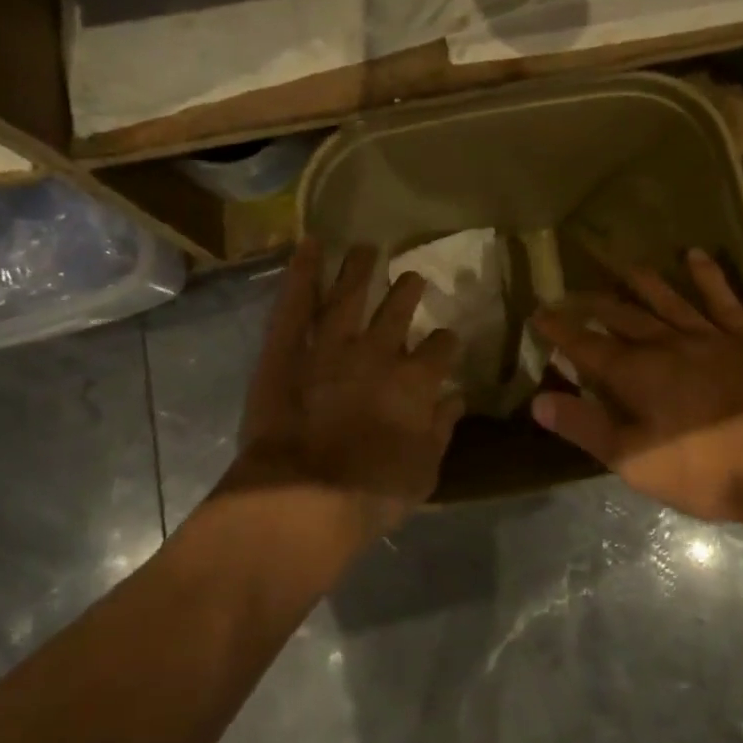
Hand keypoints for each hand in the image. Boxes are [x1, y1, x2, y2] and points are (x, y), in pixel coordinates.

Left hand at [229, 240, 464, 540]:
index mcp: (414, 381)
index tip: (445, 340)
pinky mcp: (286, 347)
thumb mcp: (423, 472)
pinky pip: (295, 302)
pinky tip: (311, 244)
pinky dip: (302, 271)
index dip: (445, 343)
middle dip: (408, 292)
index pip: (439, 348)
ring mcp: (330, 344)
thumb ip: (441, 431)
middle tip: (413, 278)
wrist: (302, 498)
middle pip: (398, 311)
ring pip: (350, 295)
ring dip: (360, 269)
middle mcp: (377, 352)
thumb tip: (456, 399)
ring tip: (368, 247)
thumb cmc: (368, 494)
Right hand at [531, 249, 742, 522]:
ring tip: (623, 266)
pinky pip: (723, 300)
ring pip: (667, 300)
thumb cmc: (702, 468)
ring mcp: (708, 336)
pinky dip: (708, 276)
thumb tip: (539, 401)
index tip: (539, 313)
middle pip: (622, 317)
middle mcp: (665, 344)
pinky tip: (694, 256)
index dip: (559, 330)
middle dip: (593, 304)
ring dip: (643, 283)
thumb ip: (585, 427)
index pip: (585, 345)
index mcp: (635, 374)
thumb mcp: (632, 460)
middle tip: (572, 292)